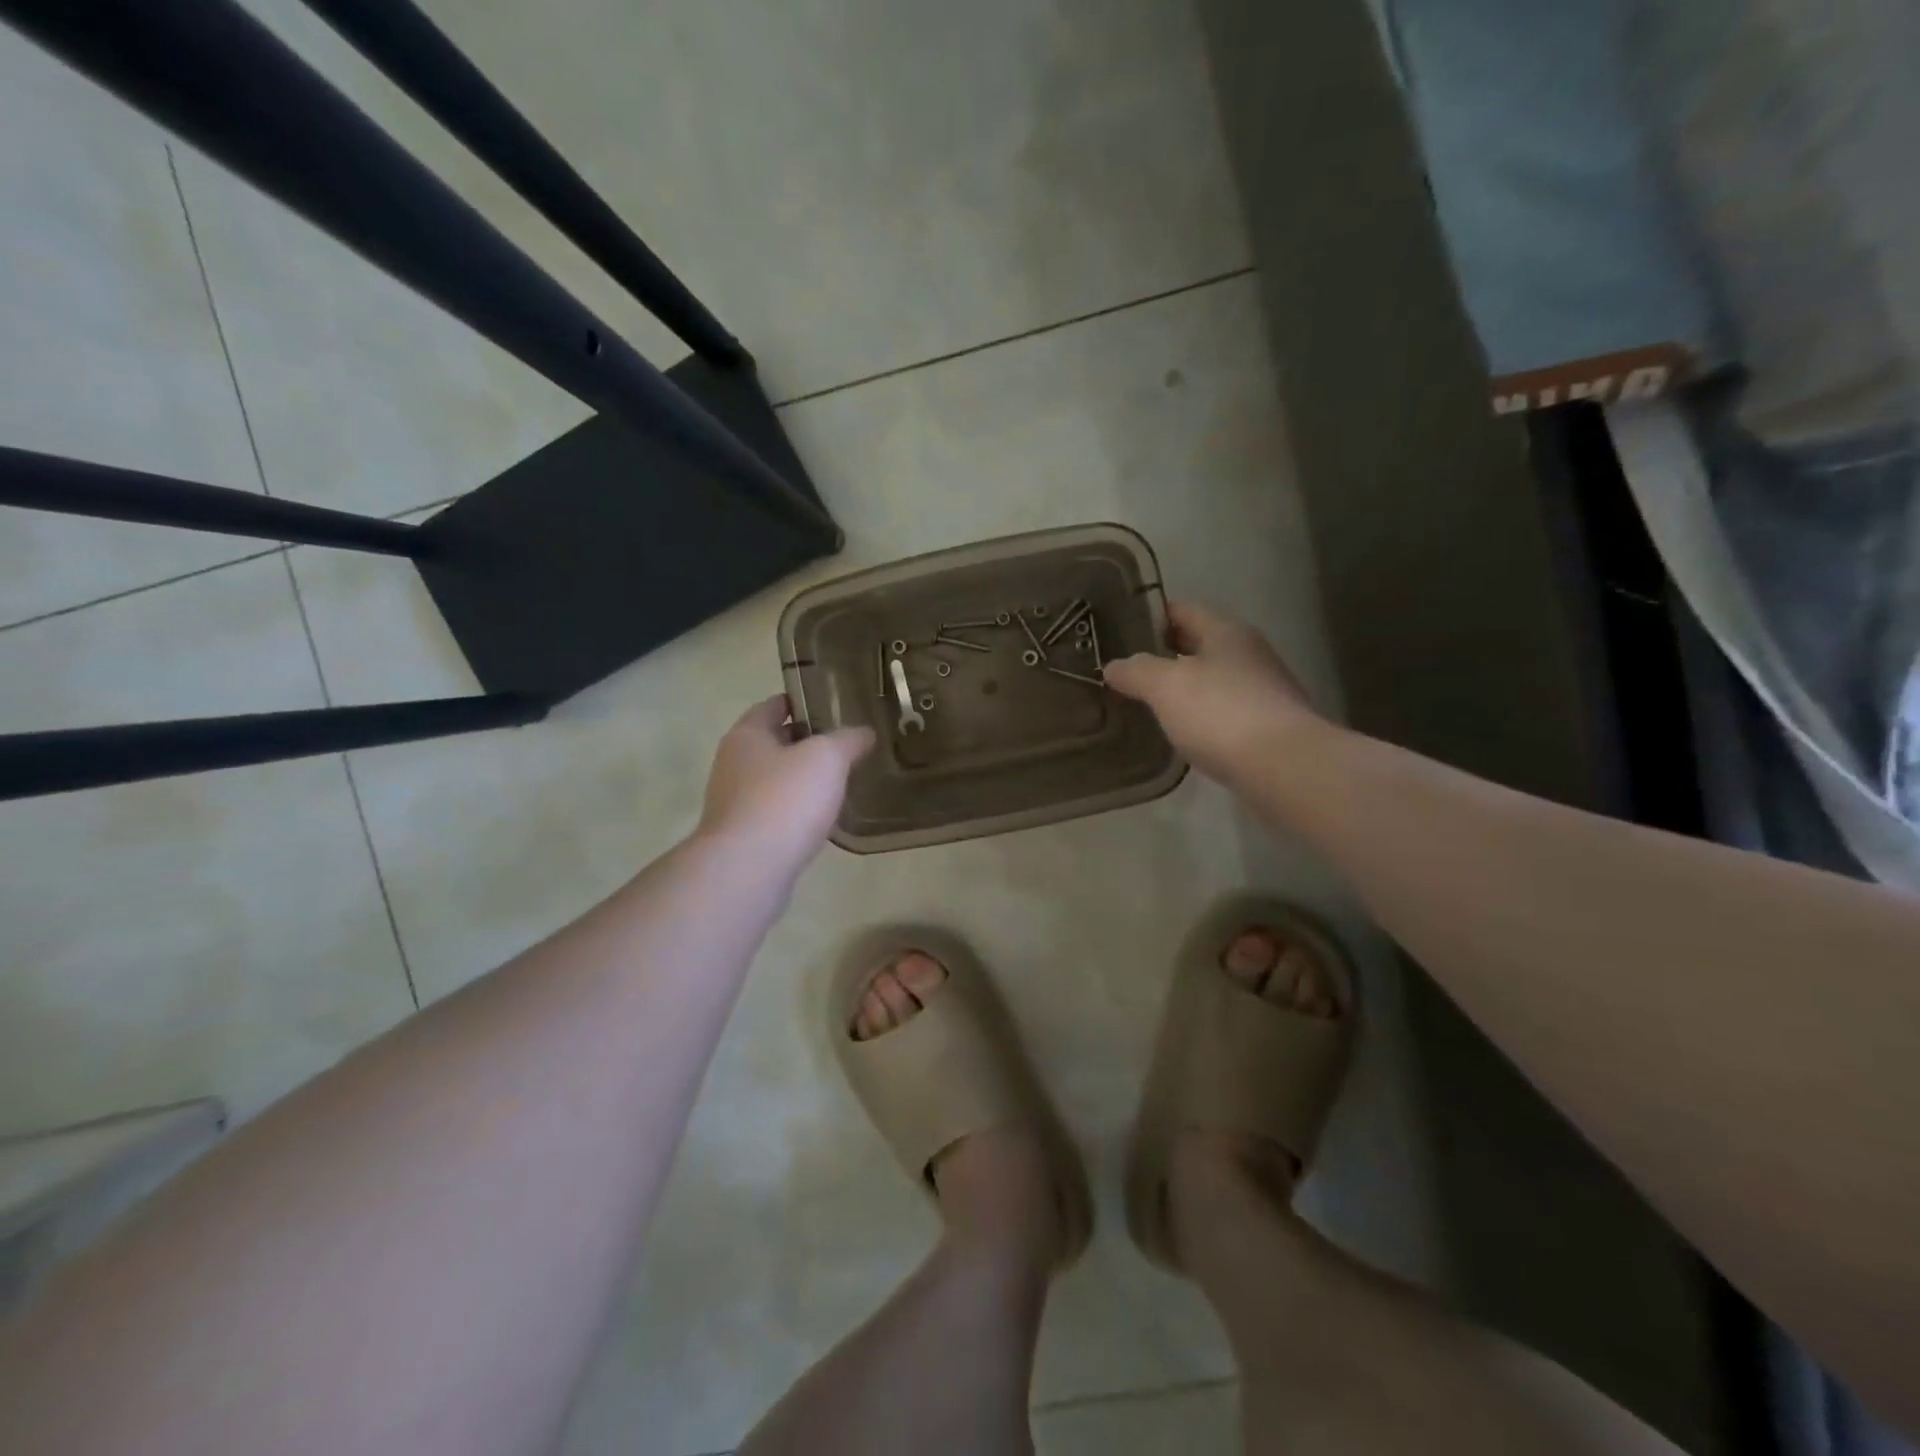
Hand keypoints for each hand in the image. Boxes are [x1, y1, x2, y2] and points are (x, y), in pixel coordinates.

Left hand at [698, 697, 874, 866]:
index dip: (800, 702)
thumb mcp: (827, 757)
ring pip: (774, 780)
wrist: (748, 868)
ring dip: (801, 779)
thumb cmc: (785, 799)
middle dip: (805, 742)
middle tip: (843, 744)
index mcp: (747, 735)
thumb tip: (864, 732)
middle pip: (772, 743)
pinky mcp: (743, 837)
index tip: (831, 706)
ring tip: (838, 781)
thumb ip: (847, 740)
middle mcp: (733, 764)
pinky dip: (796, 810)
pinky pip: (775, 812)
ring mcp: (734, 803)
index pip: (772, 705)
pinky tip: (821, 819)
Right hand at [1103, 601, 1322, 783]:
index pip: (1182, 610)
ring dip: (1181, 687)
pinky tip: (1179, 732)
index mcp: (1225, 631)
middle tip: (1123, 669)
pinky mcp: (1266, 725)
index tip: (1117, 630)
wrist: (1284, 767)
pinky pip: (1222, 710)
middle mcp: (1248, 653)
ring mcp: (1261, 690)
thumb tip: (1113, 666)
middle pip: (1197, 643)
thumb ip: (1136, 671)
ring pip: (1210, 678)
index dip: (1150, 616)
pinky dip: (1199, 715)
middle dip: (1163, 654)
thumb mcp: (1166, 686)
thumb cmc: (1221, 713)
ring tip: (1145, 702)